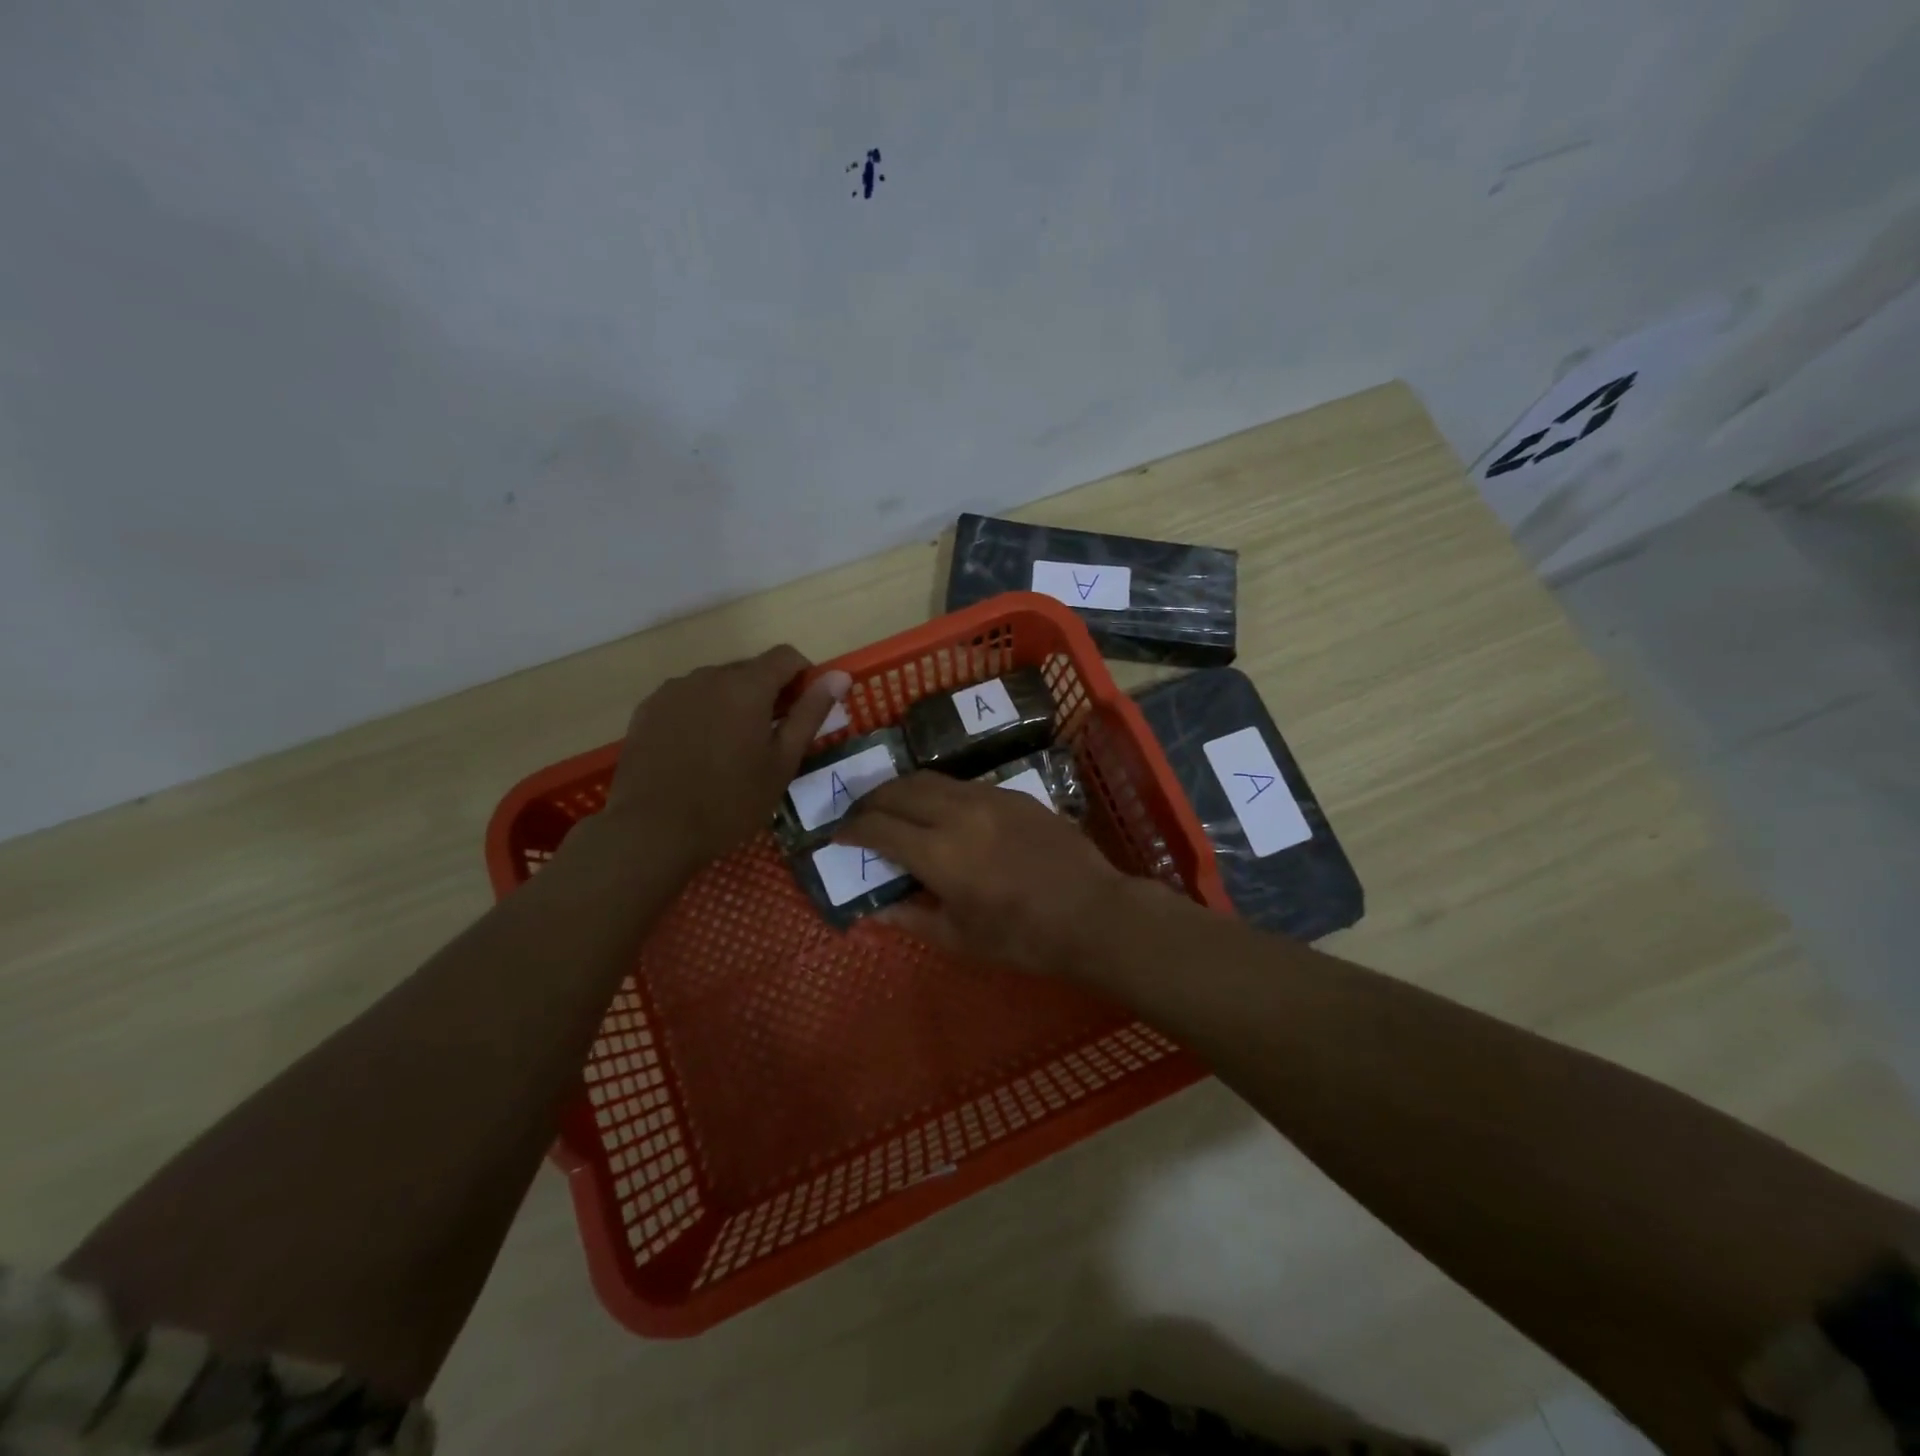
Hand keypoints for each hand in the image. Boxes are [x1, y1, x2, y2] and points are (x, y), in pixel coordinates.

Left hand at [596, 645, 850, 877]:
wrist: (651, 830)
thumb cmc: (730, 801)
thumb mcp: (782, 762)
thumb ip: (810, 713)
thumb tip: (840, 675)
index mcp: (747, 685)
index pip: (786, 656)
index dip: (803, 676)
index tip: (803, 710)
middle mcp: (709, 675)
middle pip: (750, 669)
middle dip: (767, 693)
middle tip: (769, 739)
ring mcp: (674, 690)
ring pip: (717, 683)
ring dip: (732, 702)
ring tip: (729, 749)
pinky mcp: (648, 708)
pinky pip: (687, 698)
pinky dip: (701, 713)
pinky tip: (697, 752)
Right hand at [835, 772, 1132, 978]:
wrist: (1093, 914)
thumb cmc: (1023, 938)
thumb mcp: (960, 939)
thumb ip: (911, 918)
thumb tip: (875, 909)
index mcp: (939, 852)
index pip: (878, 827)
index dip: (852, 830)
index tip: (839, 836)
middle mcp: (958, 813)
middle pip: (899, 789)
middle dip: (870, 800)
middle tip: (860, 816)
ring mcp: (989, 797)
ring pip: (931, 779)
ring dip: (903, 790)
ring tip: (895, 808)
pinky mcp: (1014, 794)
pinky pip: (963, 785)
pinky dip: (939, 794)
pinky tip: (943, 813)